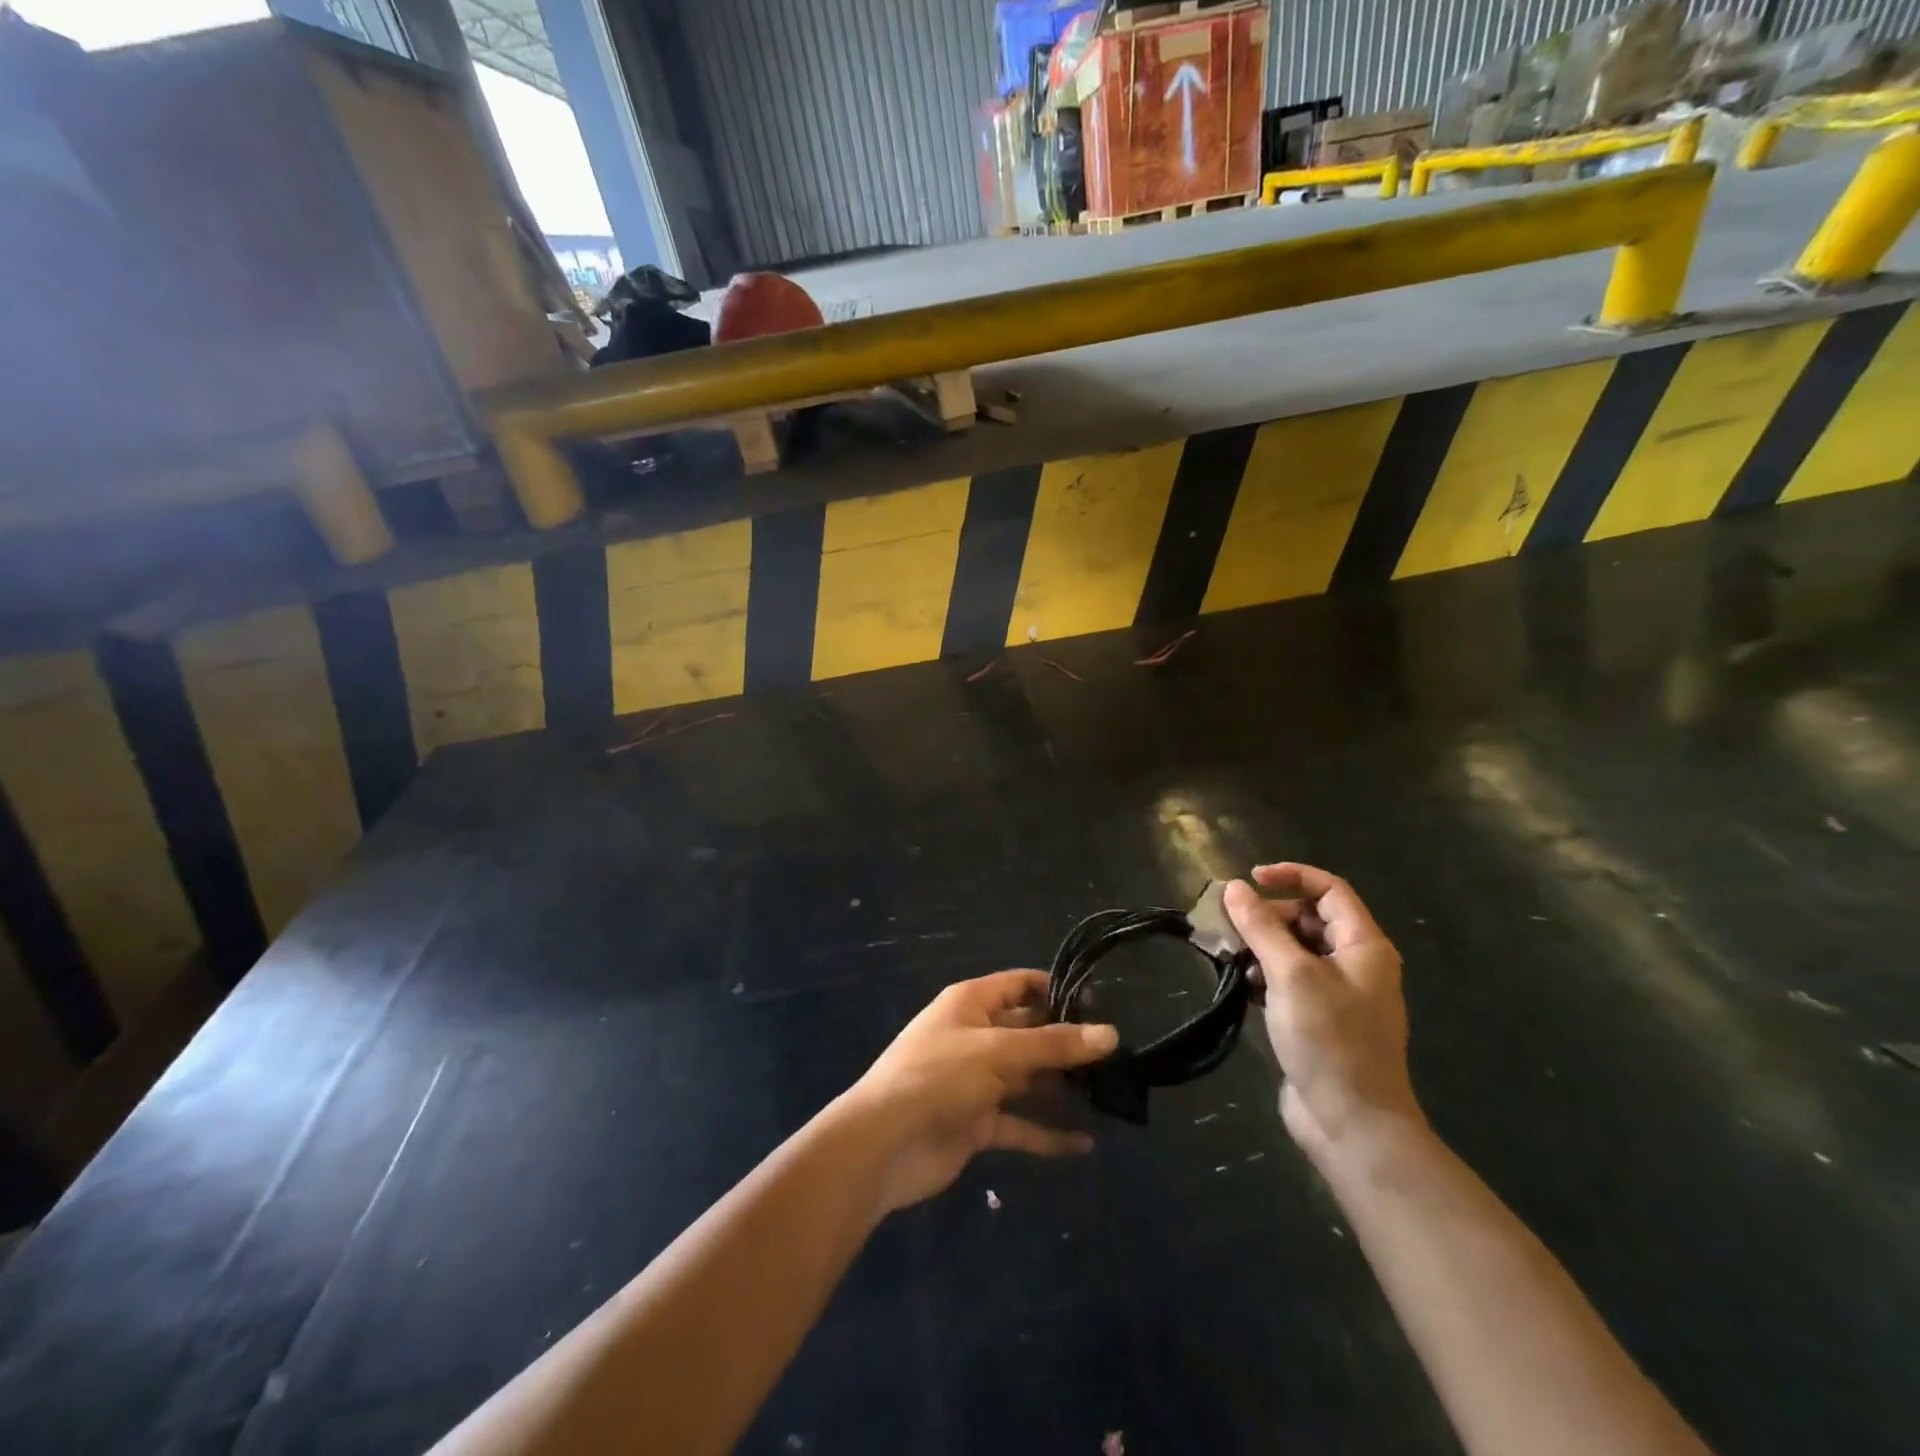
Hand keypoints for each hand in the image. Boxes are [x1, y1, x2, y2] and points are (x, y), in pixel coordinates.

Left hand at [840, 971, 1117, 1212]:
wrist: (884, 1143)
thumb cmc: (939, 1076)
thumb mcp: (999, 1052)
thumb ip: (1055, 1045)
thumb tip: (1111, 1034)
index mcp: (971, 1003)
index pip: (1020, 985)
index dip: (1056, 990)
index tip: (1100, 1005)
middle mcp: (975, 1036)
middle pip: (1028, 1032)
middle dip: (1066, 1043)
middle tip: (1115, 1056)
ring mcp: (975, 1081)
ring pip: (1026, 1078)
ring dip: (1060, 1087)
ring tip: (1108, 1095)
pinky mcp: (976, 1122)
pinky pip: (1019, 1123)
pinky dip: (1047, 1133)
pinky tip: (1083, 1144)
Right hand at [1224, 865, 1423, 1162]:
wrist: (1352, 1124)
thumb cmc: (1329, 1040)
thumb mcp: (1291, 975)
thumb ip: (1261, 927)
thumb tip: (1234, 887)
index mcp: (1363, 946)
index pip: (1329, 889)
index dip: (1290, 876)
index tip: (1249, 881)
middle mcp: (1355, 964)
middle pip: (1308, 918)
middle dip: (1268, 916)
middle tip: (1230, 927)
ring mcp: (1338, 994)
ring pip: (1295, 950)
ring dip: (1262, 946)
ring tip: (1230, 957)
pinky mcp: (1319, 1019)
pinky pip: (1290, 980)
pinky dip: (1265, 975)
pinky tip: (1243, 986)